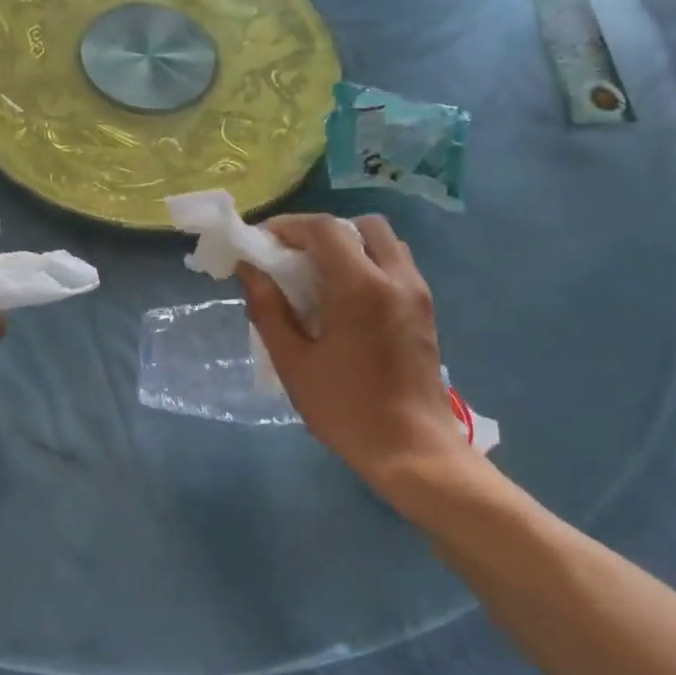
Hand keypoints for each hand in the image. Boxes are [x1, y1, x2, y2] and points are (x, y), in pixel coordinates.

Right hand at [238, 214, 474, 498]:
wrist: (411, 448)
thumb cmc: (345, 408)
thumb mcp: (294, 363)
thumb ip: (269, 311)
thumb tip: (249, 273)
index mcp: (361, 288)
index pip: (324, 230)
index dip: (288, 227)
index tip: (260, 241)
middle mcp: (396, 278)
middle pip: (361, 226)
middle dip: (322, 231)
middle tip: (292, 256)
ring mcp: (417, 293)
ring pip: (384, 244)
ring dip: (349, 246)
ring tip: (317, 276)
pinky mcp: (425, 311)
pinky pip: (396, 267)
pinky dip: (368, 265)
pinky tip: (345, 300)